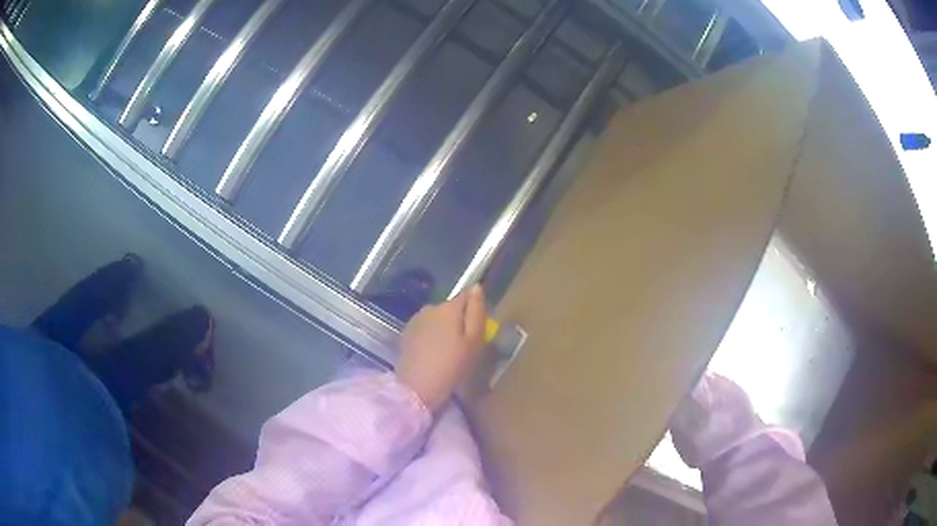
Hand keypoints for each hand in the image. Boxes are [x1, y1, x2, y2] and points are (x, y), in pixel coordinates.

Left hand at [396, 284, 486, 411]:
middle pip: (451, 308)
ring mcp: (416, 320)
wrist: (417, 387)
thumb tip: (477, 287)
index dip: (475, 309)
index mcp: (448, 307)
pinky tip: (433, 354)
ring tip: (449, 351)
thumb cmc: (452, 365)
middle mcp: (430, 307)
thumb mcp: (473, 341)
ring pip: (438, 318)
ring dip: (444, 329)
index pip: (467, 295)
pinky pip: (426, 328)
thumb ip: (476, 312)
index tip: (479, 327)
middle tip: (465, 345)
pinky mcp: (407, 333)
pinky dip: (432, 336)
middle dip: (459, 320)